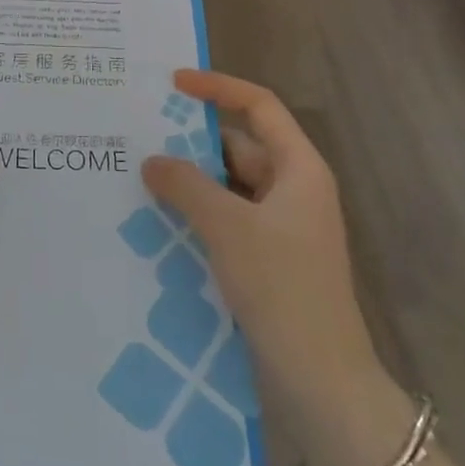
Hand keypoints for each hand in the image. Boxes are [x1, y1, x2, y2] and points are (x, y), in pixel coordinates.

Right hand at [142, 70, 385, 420]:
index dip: (218, 88)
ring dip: (193, 184)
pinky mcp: (271, 260)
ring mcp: (284, 227)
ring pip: (231, 187)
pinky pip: (230, 220)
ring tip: (142, 180)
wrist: (322, 382)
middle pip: (241, 147)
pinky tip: (162, 224)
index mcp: (299, 168)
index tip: (174, 83)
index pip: (259, 106)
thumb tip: (152, 160)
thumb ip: (186, 186)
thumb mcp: (228, 227)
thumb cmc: (282, 288)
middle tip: (143, 139)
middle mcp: (294, 190)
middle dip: (194, 143)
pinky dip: (200, 216)